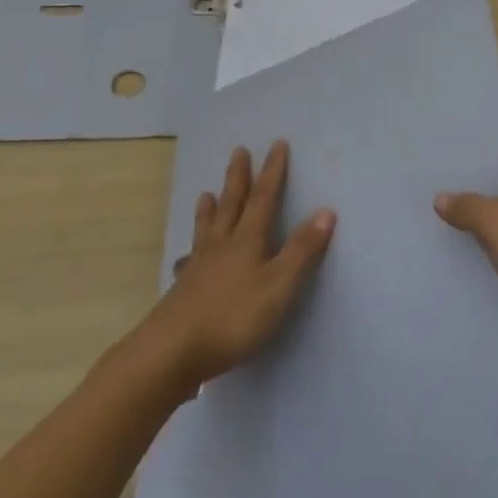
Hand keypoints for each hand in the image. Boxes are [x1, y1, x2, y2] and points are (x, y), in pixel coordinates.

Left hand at [138, 140, 335, 394]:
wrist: (170, 353)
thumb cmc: (232, 318)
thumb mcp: (279, 286)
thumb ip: (302, 251)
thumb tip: (326, 211)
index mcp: (247, 241)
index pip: (263, 199)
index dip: (272, 172)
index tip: (277, 145)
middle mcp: (222, 246)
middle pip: (232, 205)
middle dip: (238, 178)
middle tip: (238, 151)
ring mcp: (198, 268)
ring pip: (207, 229)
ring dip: (210, 209)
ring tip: (206, 193)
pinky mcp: (183, 291)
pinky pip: (189, 259)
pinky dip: (191, 249)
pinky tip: (185, 257)